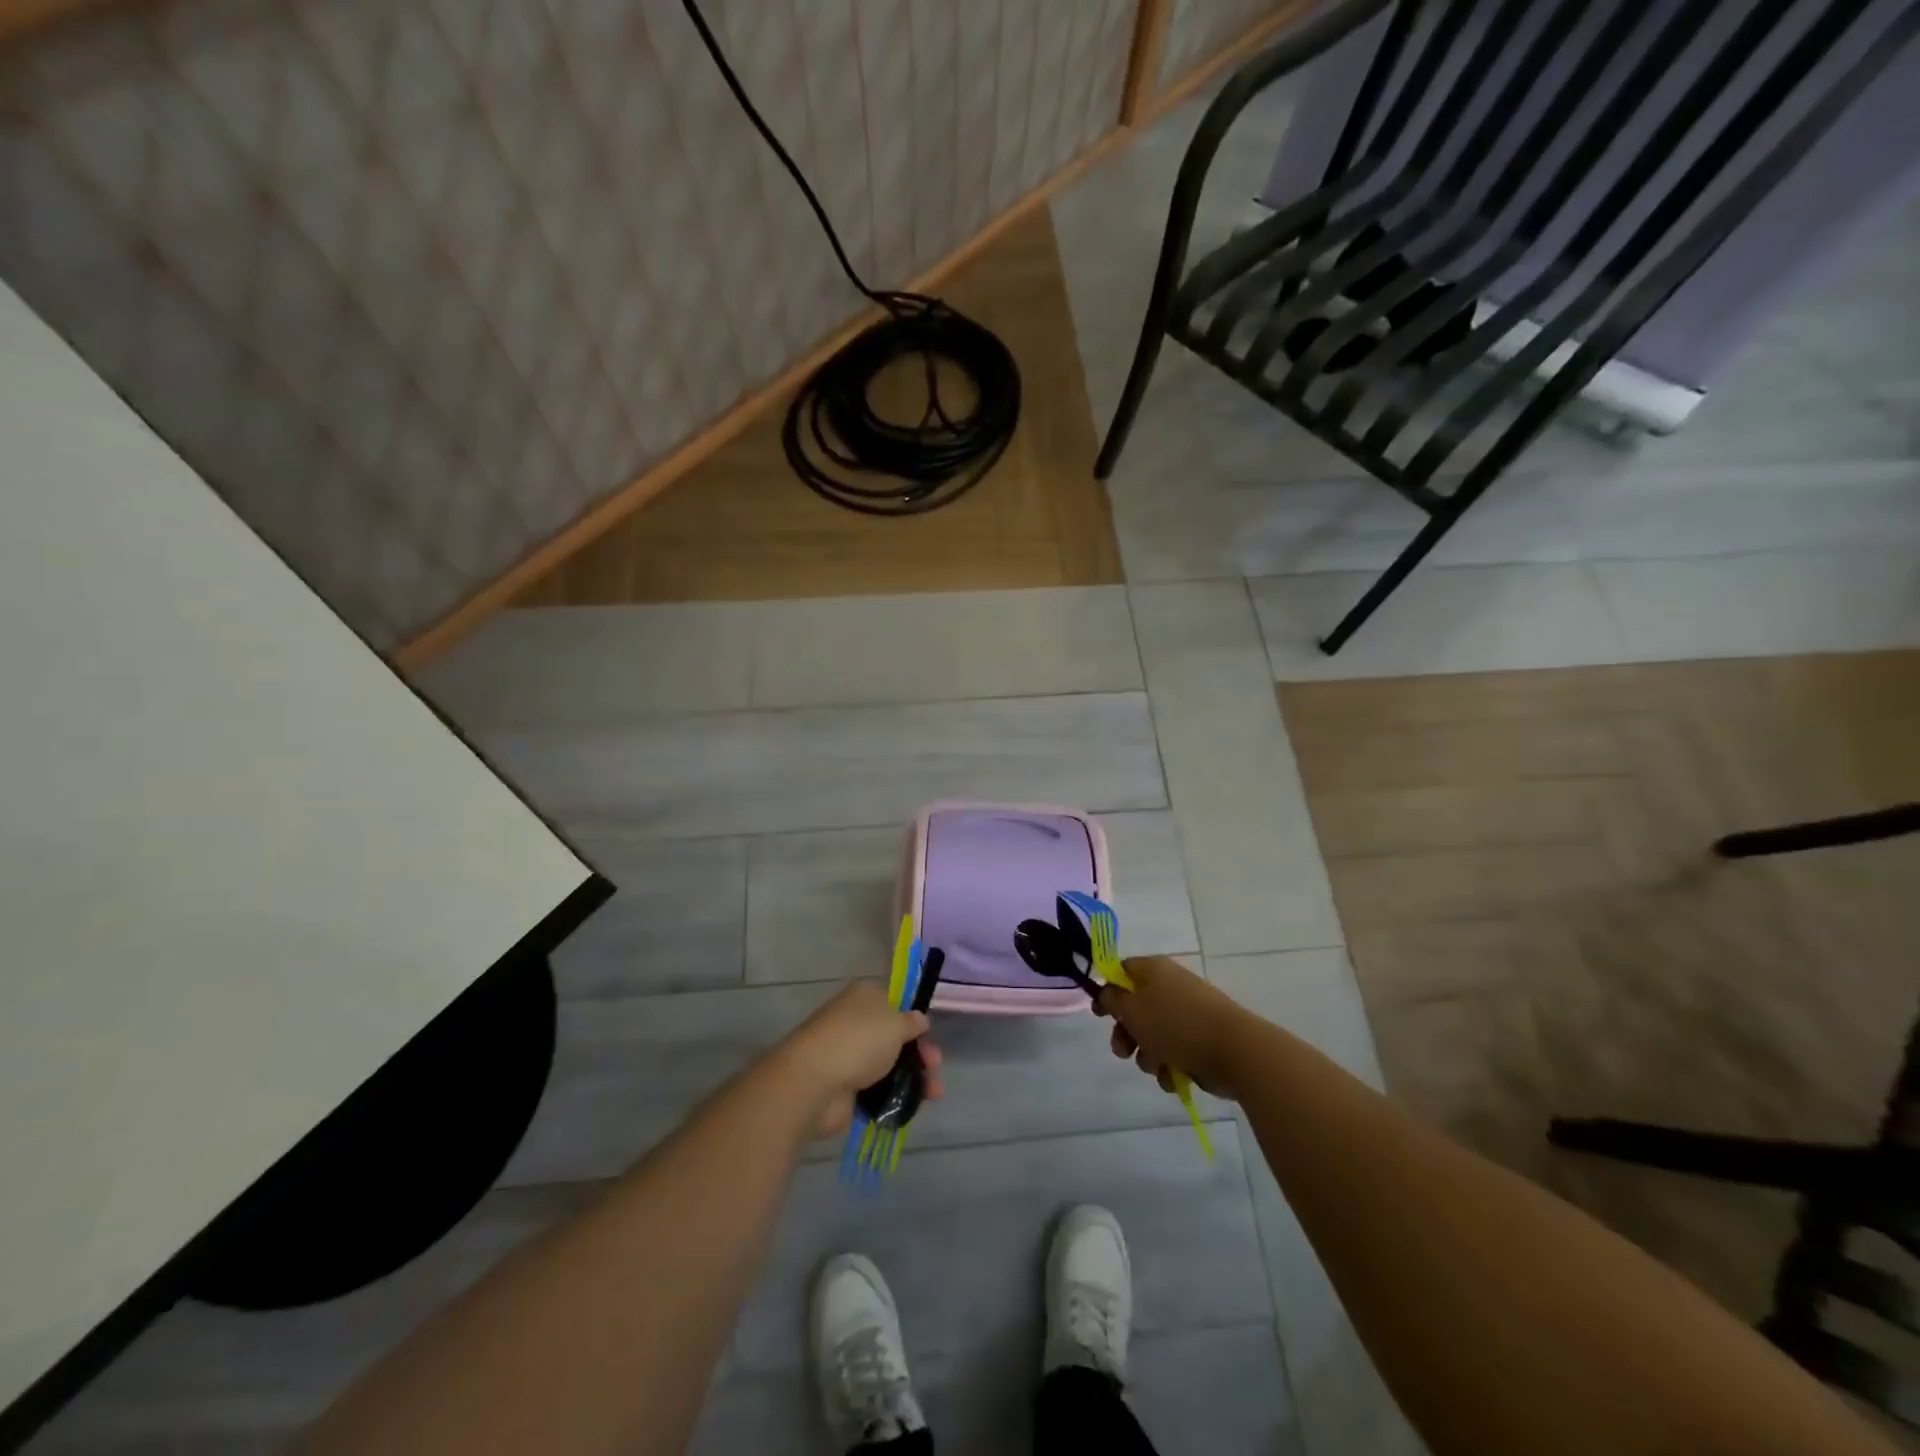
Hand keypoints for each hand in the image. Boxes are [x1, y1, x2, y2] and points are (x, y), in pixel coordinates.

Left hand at [778, 980, 944, 1138]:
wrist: (814, 1082)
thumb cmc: (858, 1041)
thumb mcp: (895, 1023)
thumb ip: (912, 1022)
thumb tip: (919, 1020)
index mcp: (865, 997)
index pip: (895, 1003)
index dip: (915, 1020)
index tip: (929, 1036)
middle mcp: (856, 1022)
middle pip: (895, 1037)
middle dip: (920, 1052)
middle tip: (935, 1067)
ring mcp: (849, 1056)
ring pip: (889, 1065)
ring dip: (914, 1077)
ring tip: (934, 1094)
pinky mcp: (846, 1087)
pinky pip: (878, 1089)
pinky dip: (895, 1096)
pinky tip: (913, 1105)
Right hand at [1095, 956, 1252, 1099]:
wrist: (1234, 1051)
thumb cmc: (1176, 1024)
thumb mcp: (1132, 1009)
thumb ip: (1112, 999)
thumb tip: (1107, 993)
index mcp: (1154, 970)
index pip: (1123, 971)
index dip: (1108, 991)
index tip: (1099, 1014)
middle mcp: (1170, 987)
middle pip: (1136, 1008)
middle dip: (1126, 1034)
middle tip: (1122, 1051)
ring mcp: (1188, 1015)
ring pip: (1153, 1035)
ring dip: (1148, 1055)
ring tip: (1156, 1065)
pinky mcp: (1200, 1040)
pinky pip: (1174, 1052)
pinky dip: (1170, 1066)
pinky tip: (1174, 1076)